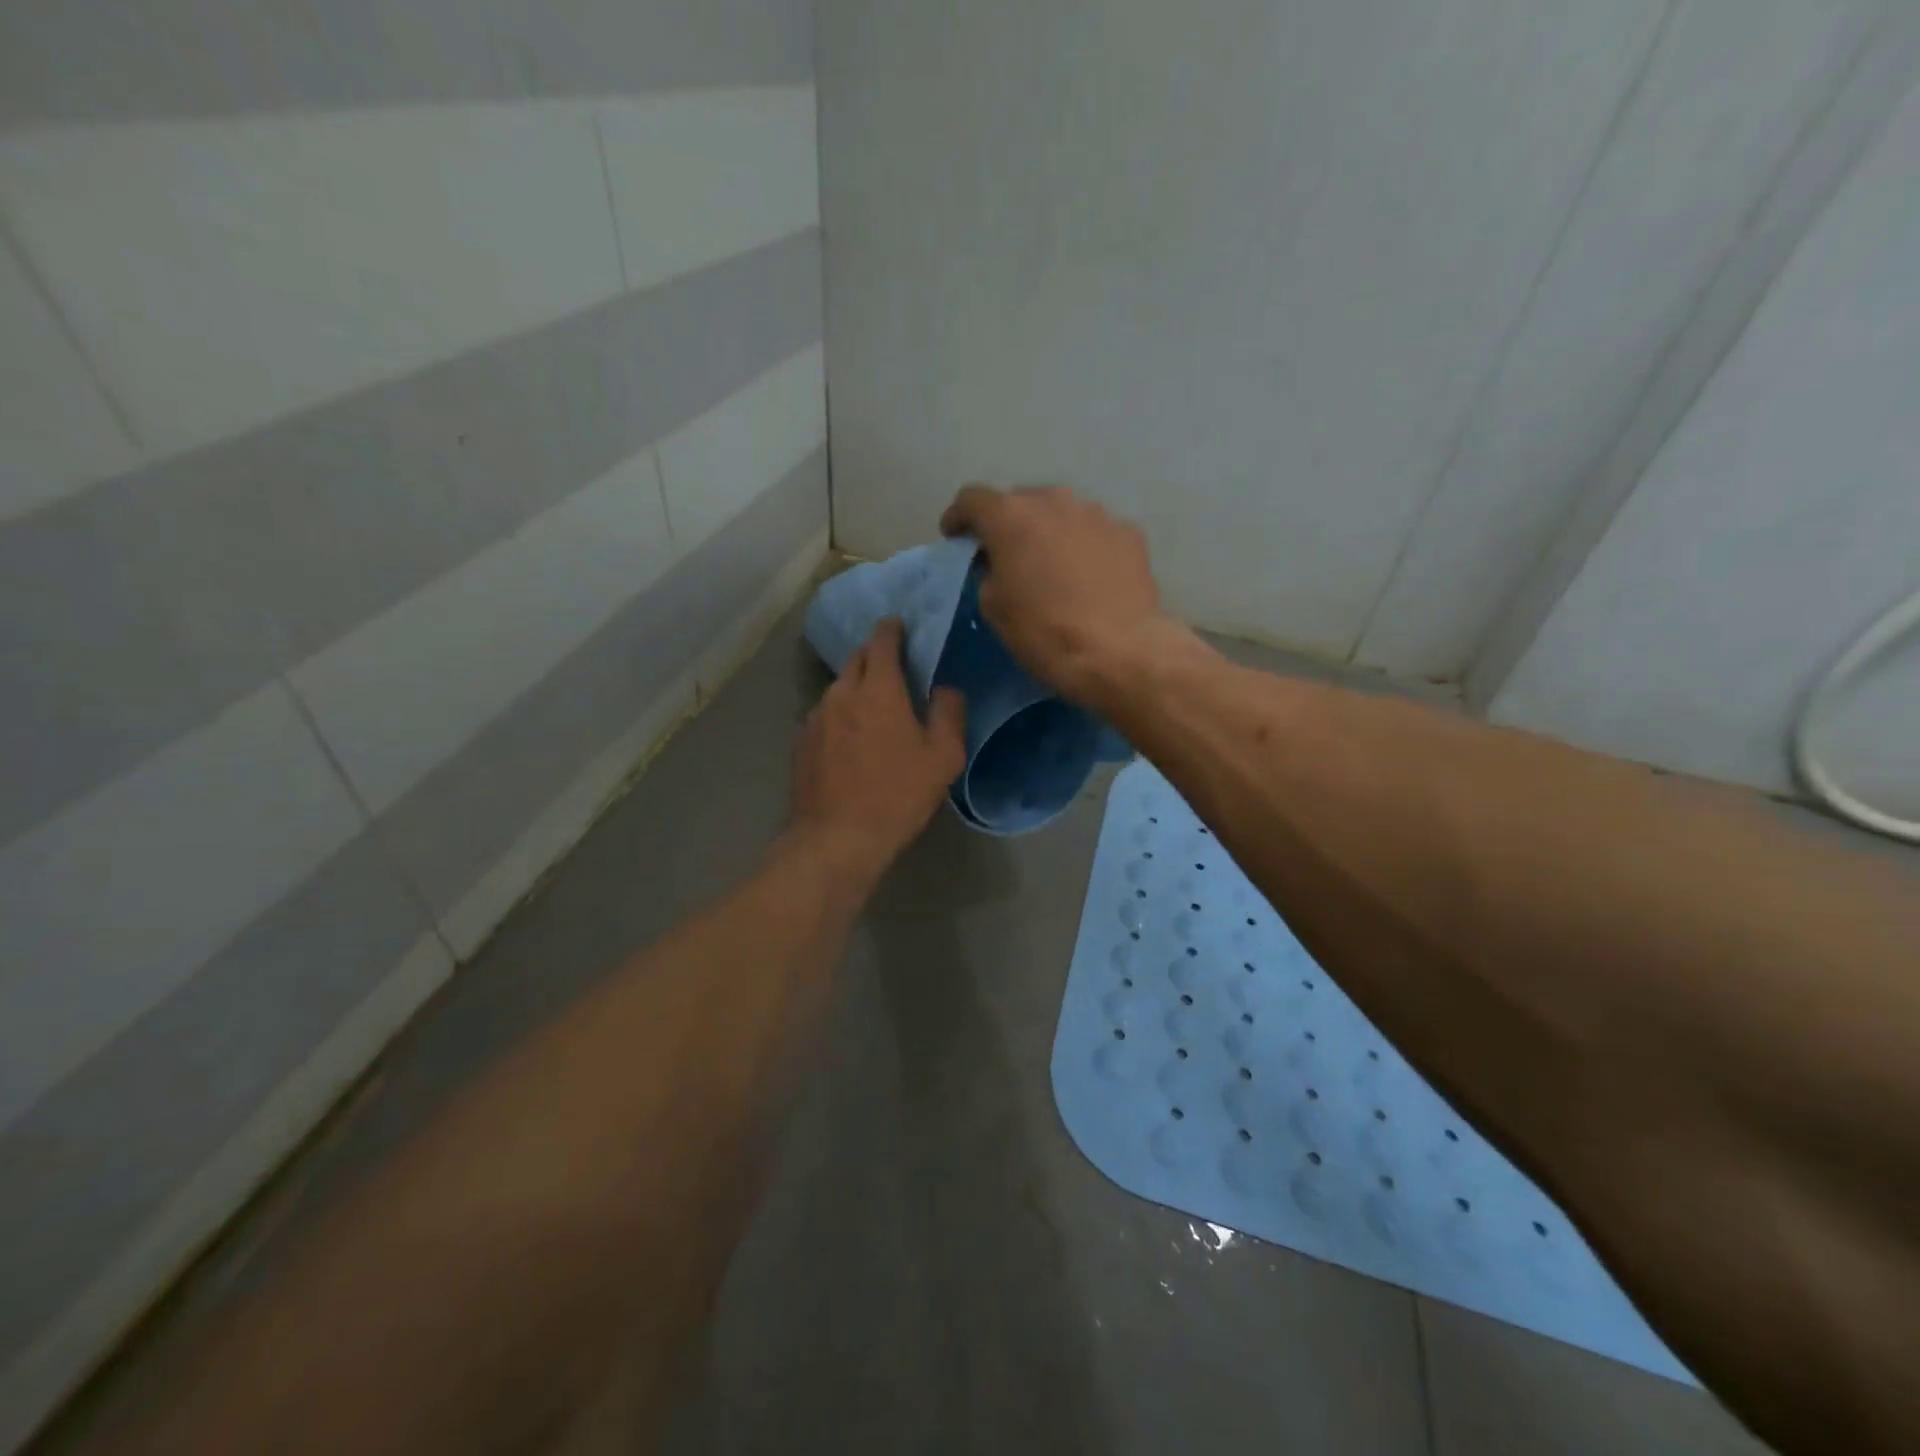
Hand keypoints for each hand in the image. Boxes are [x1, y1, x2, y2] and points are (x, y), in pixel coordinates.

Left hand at [791, 618, 966, 881]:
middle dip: (874, 655)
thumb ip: (949, 713)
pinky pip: (824, 714)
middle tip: (893, 666)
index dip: (891, 629)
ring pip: (838, 688)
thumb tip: (946, 688)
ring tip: (872, 706)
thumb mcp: (943, 757)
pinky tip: (849, 738)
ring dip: (856, 687)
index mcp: (879, 690)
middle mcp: (841, 694)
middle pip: (856, 659)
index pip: (882, 641)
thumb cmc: (897, 795)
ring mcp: (815, 717)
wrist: (837, 838)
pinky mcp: (800, 742)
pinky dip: (839, 714)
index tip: (899, 625)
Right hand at [940, 484, 1171, 707]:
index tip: (955, 538)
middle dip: (1008, 524)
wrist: (1119, 652)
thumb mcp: (994, 608)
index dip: (958, 517)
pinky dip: (1084, 547)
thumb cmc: (1045, 632)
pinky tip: (1088, 577)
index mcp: (1011, 517)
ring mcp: (1097, 513)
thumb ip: (988, 573)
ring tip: (1051, 566)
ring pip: (1061, 513)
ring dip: (1049, 533)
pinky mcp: (1129, 533)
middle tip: (1006, 556)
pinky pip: (1094, 532)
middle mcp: (1054, 501)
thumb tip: (999, 564)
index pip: (972, 499)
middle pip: (1020, 502)